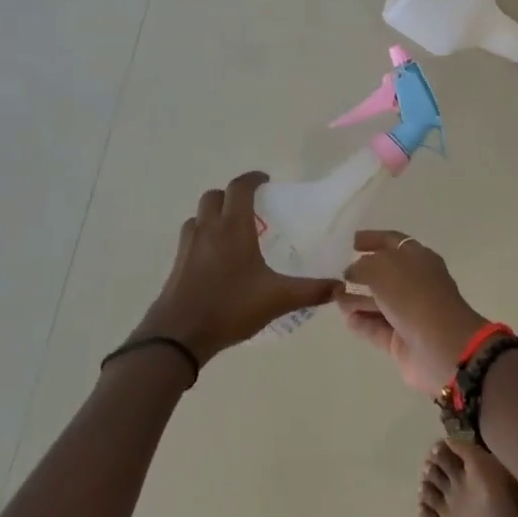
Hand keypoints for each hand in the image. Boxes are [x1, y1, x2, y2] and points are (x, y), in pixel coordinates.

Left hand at [131, 172, 342, 365]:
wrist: (177, 337)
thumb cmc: (229, 307)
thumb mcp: (278, 299)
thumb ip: (311, 290)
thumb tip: (340, 286)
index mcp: (233, 227)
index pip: (240, 187)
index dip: (253, 179)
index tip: (266, 181)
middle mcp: (209, 229)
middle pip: (215, 196)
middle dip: (231, 195)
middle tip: (250, 207)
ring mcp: (189, 246)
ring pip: (199, 216)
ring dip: (214, 214)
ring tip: (232, 231)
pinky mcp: (177, 264)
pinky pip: (191, 237)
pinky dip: (203, 236)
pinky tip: (216, 258)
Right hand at [339, 230, 487, 394]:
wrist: (441, 346)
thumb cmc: (414, 296)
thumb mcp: (383, 268)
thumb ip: (363, 265)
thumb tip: (352, 271)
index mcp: (419, 258)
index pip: (393, 242)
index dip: (372, 239)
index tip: (350, 241)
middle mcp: (415, 282)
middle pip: (384, 273)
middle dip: (361, 272)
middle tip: (335, 272)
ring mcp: (409, 312)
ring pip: (378, 301)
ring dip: (357, 298)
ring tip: (333, 296)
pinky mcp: (401, 340)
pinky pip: (376, 327)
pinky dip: (362, 322)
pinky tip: (346, 319)